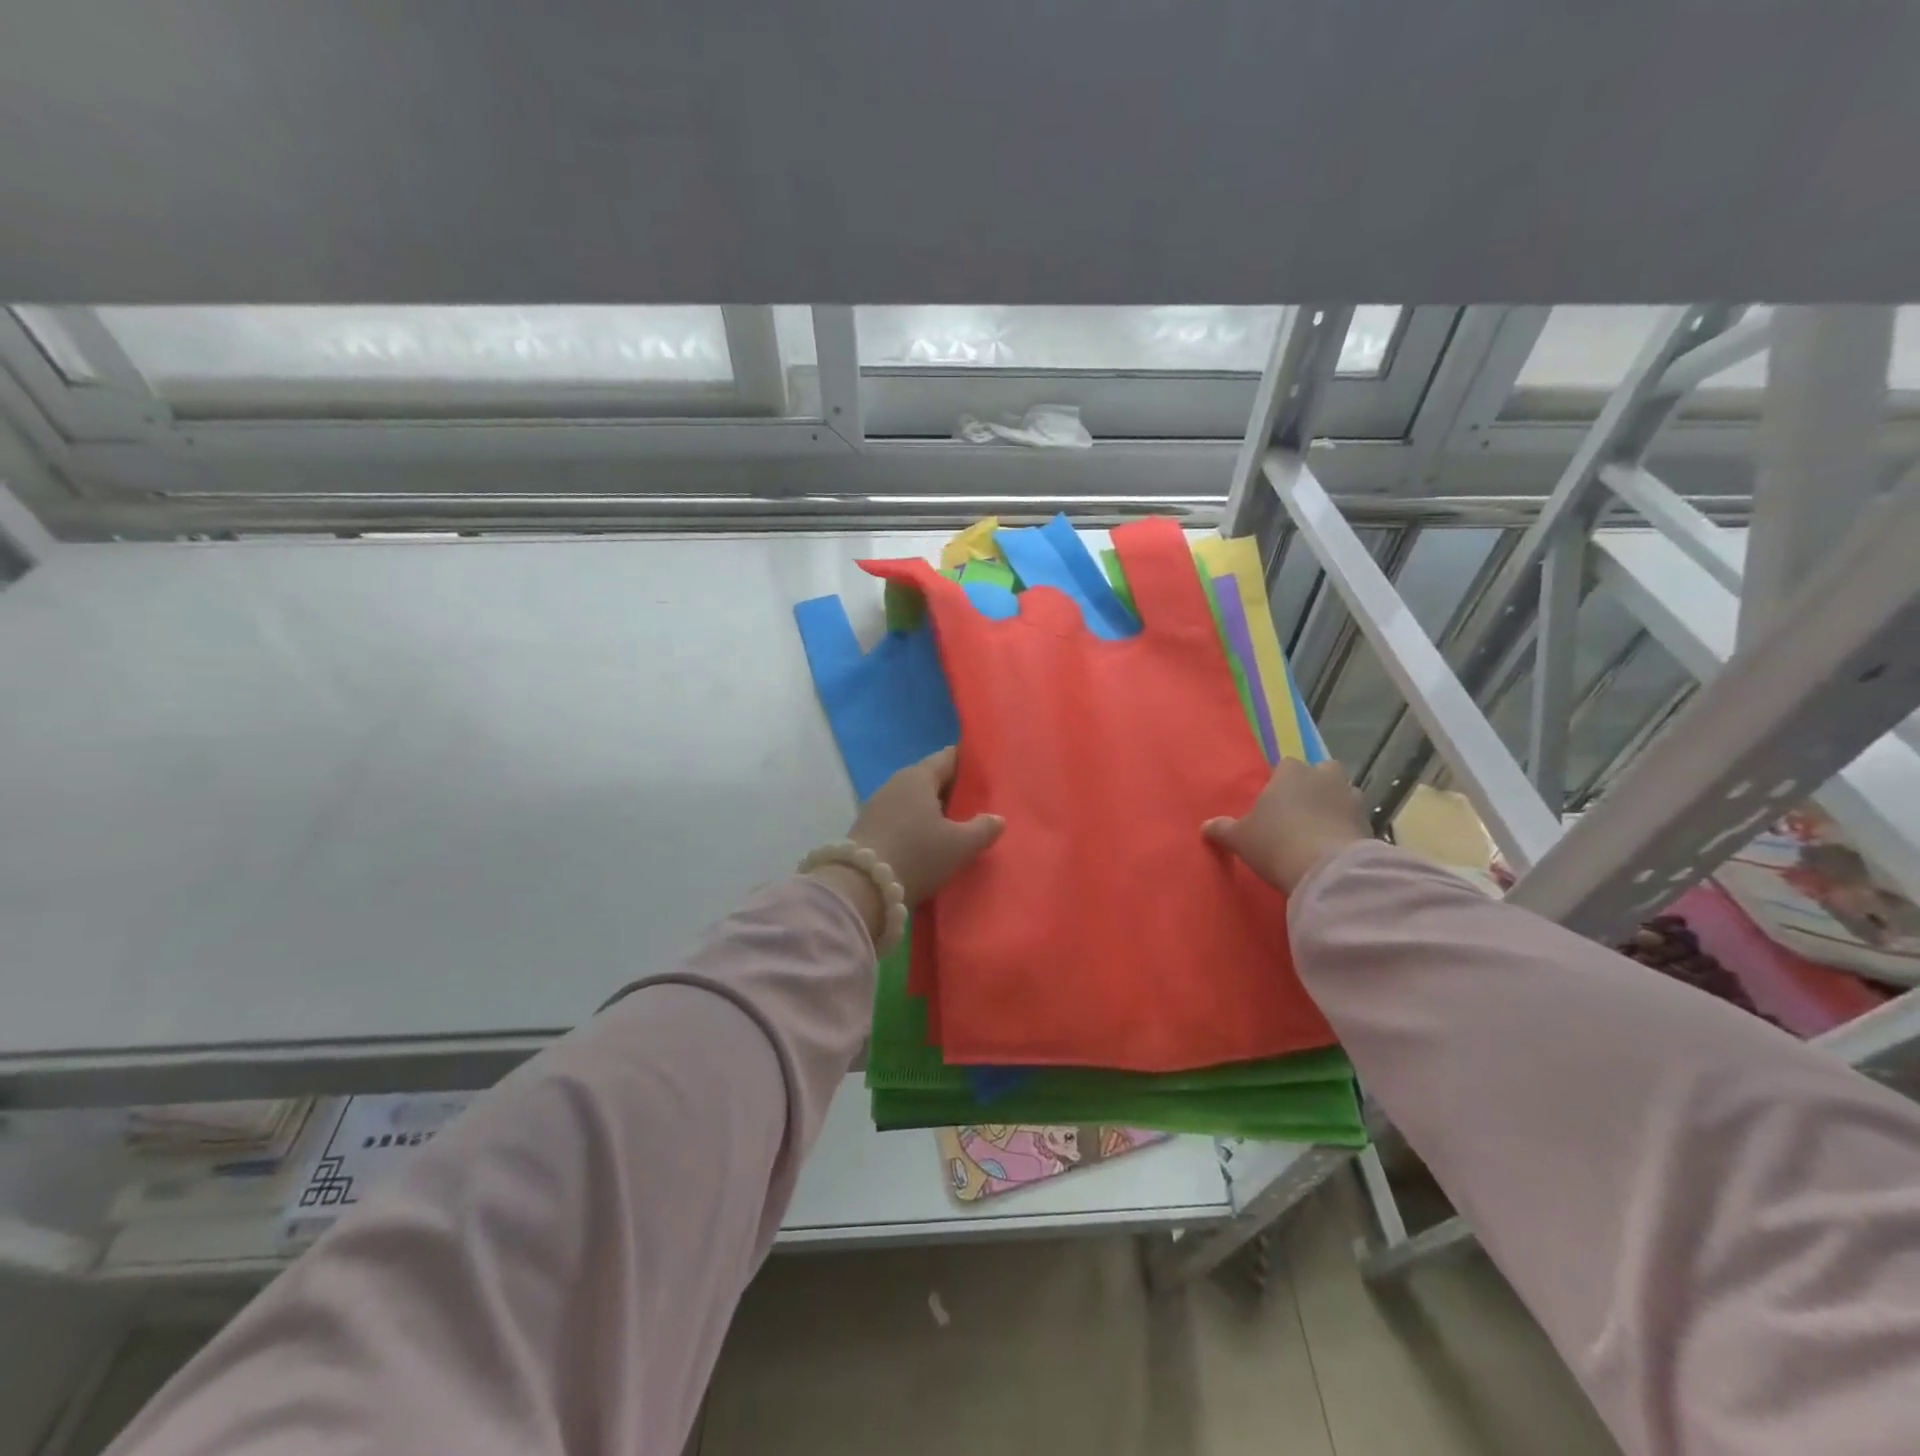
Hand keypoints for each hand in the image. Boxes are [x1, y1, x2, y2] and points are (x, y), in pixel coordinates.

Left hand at [849, 746, 1004, 906]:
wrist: (861, 886)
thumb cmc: (917, 855)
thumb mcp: (959, 845)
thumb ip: (982, 829)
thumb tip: (997, 818)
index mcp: (919, 776)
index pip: (948, 757)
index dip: (969, 764)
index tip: (987, 774)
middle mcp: (896, 783)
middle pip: (930, 778)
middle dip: (952, 790)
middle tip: (977, 804)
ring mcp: (877, 805)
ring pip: (914, 799)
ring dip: (933, 810)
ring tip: (955, 826)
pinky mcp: (867, 827)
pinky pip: (900, 817)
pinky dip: (916, 824)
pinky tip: (927, 842)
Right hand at [1203, 759, 1371, 893]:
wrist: (1327, 871)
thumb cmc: (1276, 843)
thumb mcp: (1239, 838)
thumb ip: (1222, 829)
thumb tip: (1206, 826)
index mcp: (1291, 772)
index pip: (1286, 765)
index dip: (1280, 781)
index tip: (1272, 801)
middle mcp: (1325, 778)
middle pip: (1323, 771)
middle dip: (1315, 785)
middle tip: (1300, 810)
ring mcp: (1352, 800)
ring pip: (1343, 794)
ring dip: (1335, 806)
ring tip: (1319, 830)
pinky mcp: (1370, 825)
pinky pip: (1355, 821)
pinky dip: (1347, 830)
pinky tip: (1334, 848)